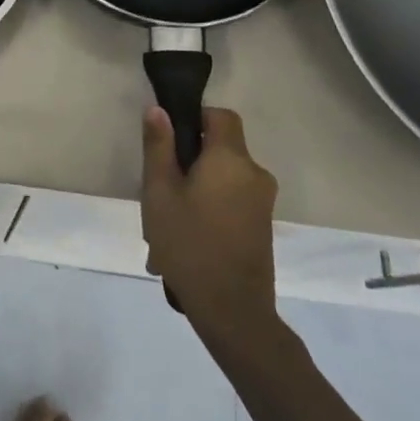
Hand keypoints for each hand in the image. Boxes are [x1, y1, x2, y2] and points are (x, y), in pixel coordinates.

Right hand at [141, 106, 279, 352]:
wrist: (232, 310)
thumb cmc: (188, 244)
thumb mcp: (159, 192)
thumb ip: (158, 147)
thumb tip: (158, 110)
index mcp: (231, 159)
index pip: (221, 115)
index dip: (194, 117)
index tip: (168, 140)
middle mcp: (255, 173)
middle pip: (220, 147)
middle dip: (188, 160)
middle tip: (157, 189)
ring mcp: (262, 202)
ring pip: (222, 177)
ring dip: (195, 188)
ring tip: (165, 222)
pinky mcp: (261, 225)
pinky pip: (230, 200)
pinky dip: (208, 207)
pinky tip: (184, 238)